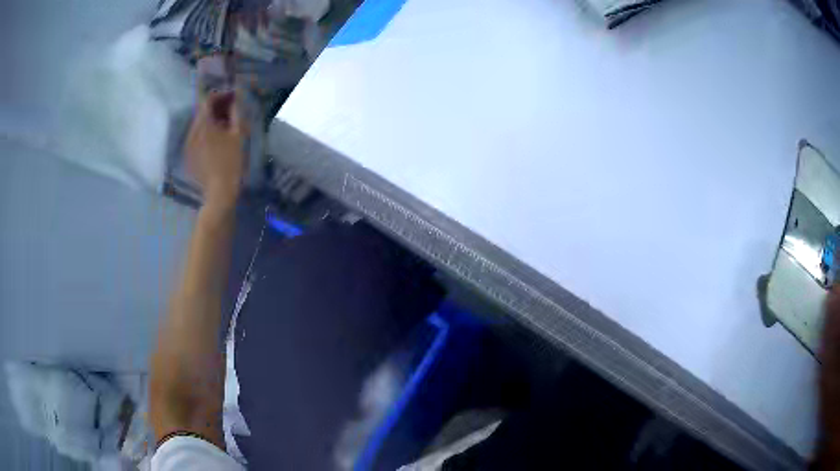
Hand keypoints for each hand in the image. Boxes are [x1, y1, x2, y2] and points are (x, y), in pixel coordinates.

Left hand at [186, 91, 247, 210]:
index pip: (208, 100)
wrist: (219, 193)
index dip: (221, 95)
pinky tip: (217, 142)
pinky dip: (206, 133)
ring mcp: (188, 145)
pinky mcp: (189, 156)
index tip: (233, 96)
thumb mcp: (238, 134)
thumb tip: (236, 98)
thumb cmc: (231, 162)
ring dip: (212, 121)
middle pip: (202, 112)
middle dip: (216, 107)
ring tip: (226, 126)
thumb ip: (236, 112)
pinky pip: (196, 138)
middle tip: (232, 110)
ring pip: (199, 125)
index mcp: (203, 124)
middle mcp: (192, 132)